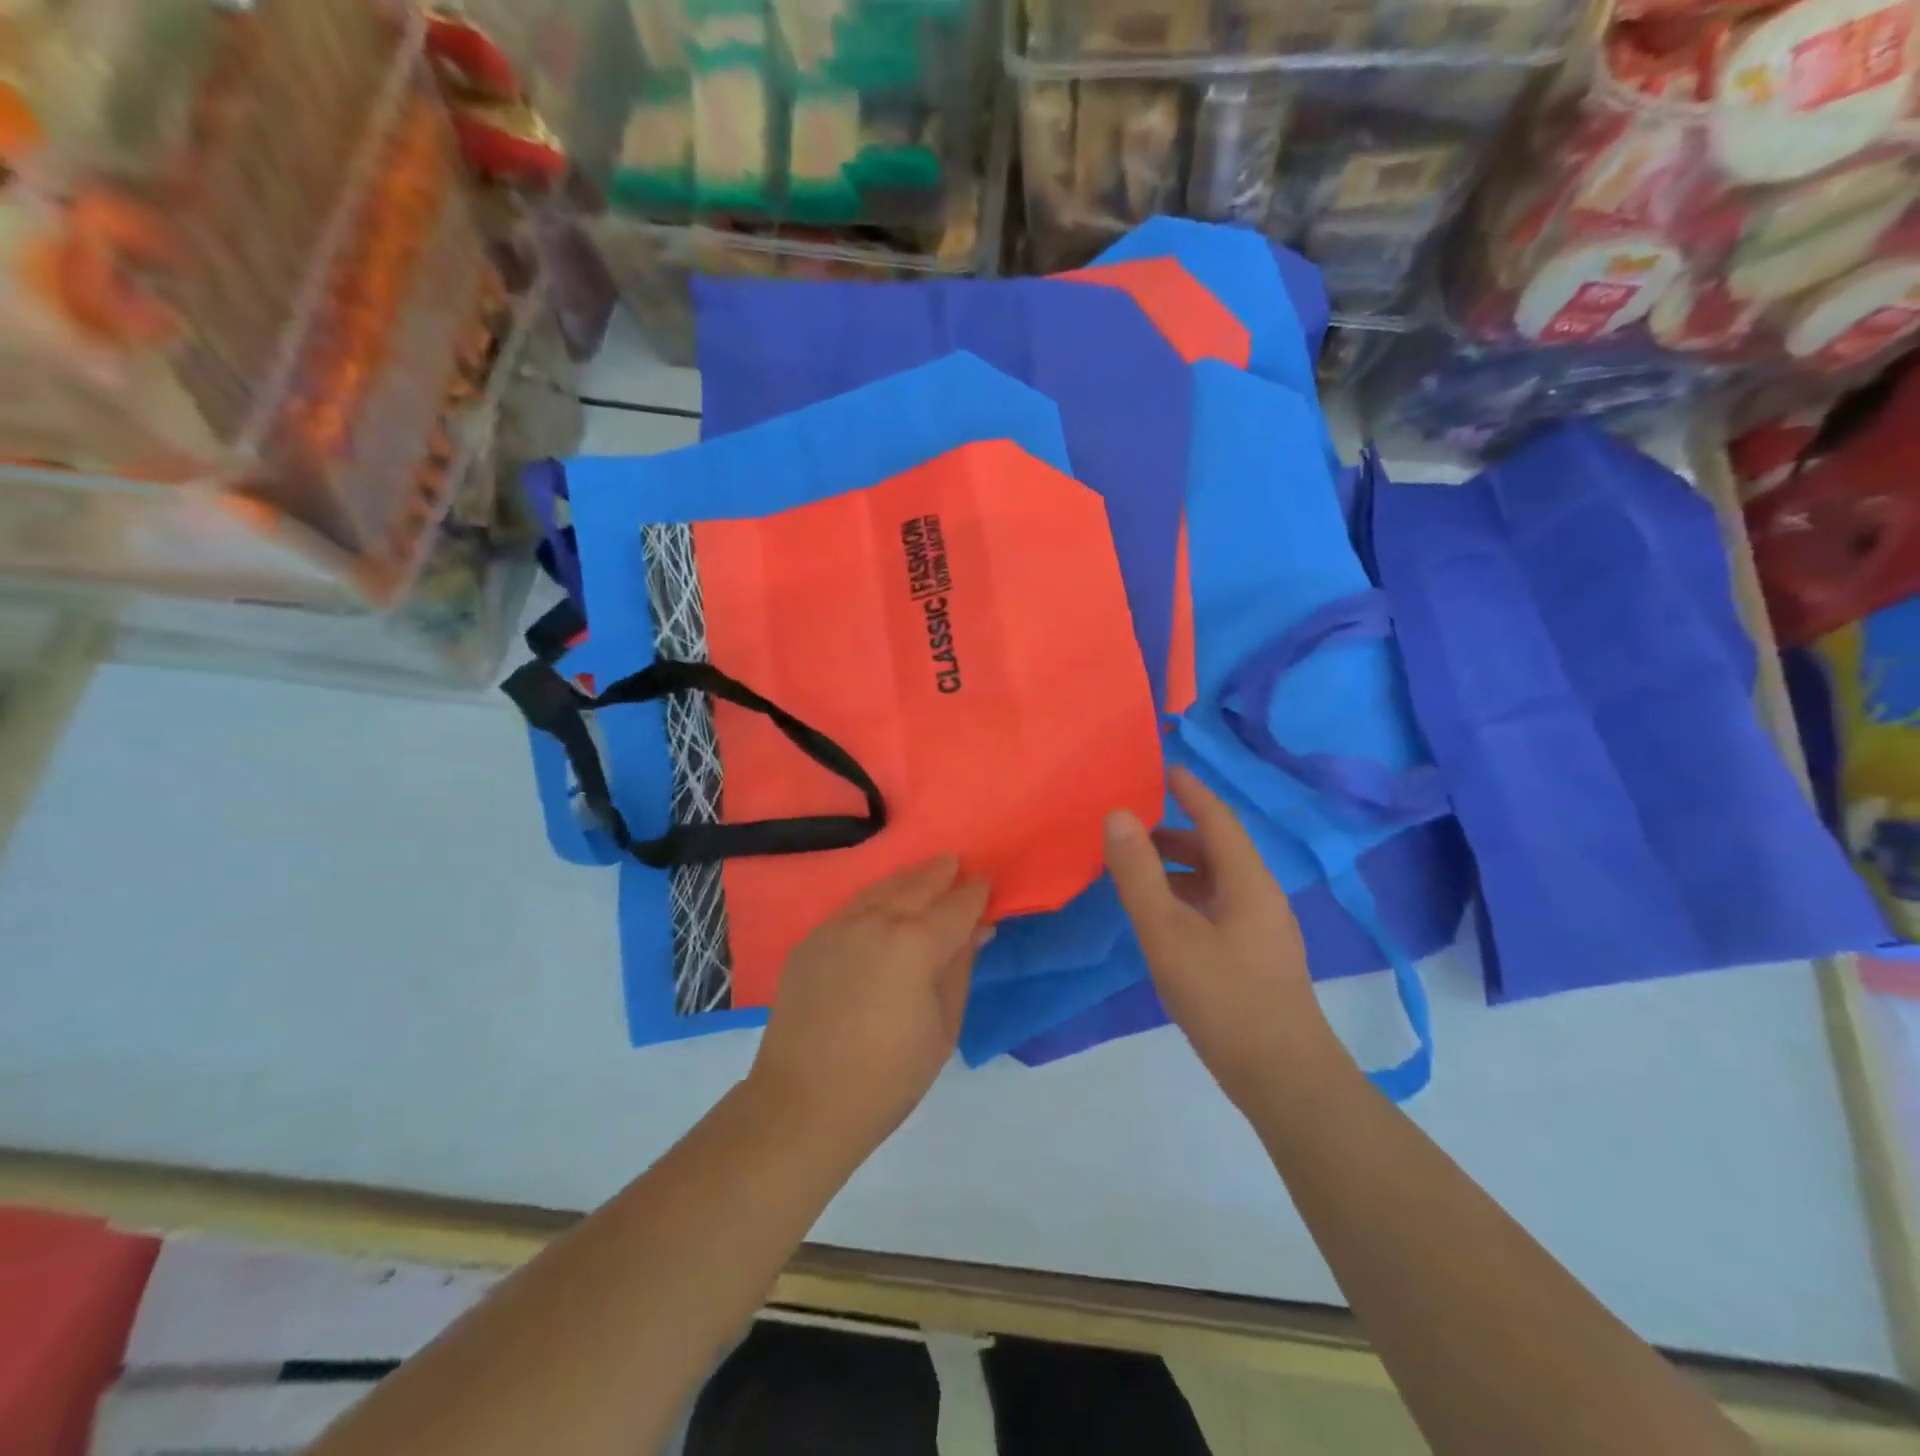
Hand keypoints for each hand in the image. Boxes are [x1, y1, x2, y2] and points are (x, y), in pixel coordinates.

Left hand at [748, 857, 989, 1157]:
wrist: (804, 1104)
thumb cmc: (889, 1077)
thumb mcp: (943, 1028)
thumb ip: (960, 969)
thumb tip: (976, 931)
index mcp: (915, 944)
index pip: (956, 906)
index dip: (975, 893)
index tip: (986, 881)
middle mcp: (876, 922)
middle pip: (917, 885)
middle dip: (940, 873)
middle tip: (955, 864)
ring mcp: (837, 928)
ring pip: (880, 889)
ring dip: (907, 879)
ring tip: (925, 873)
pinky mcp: (810, 941)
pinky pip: (851, 908)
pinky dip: (874, 898)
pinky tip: (881, 903)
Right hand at [1104, 766, 1341, 1108]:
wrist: (1283, 1077)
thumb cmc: (1223, 996)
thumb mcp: (1167, 931)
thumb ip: (1138, 873)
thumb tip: (1118, 815)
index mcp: (1247, 881)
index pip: (1218, 819)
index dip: (1192, 792)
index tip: (1167, 769)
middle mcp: (1262, 897)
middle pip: (1219, 850)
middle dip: (1176, 835)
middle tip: (1133, 832)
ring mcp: (1264, 930)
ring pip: (1219, 881)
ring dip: (1181, 869)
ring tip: (1139, 875)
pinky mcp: (1258, 958)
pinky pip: (1220, 907)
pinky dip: (1189, 897)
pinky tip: (1165, 922)